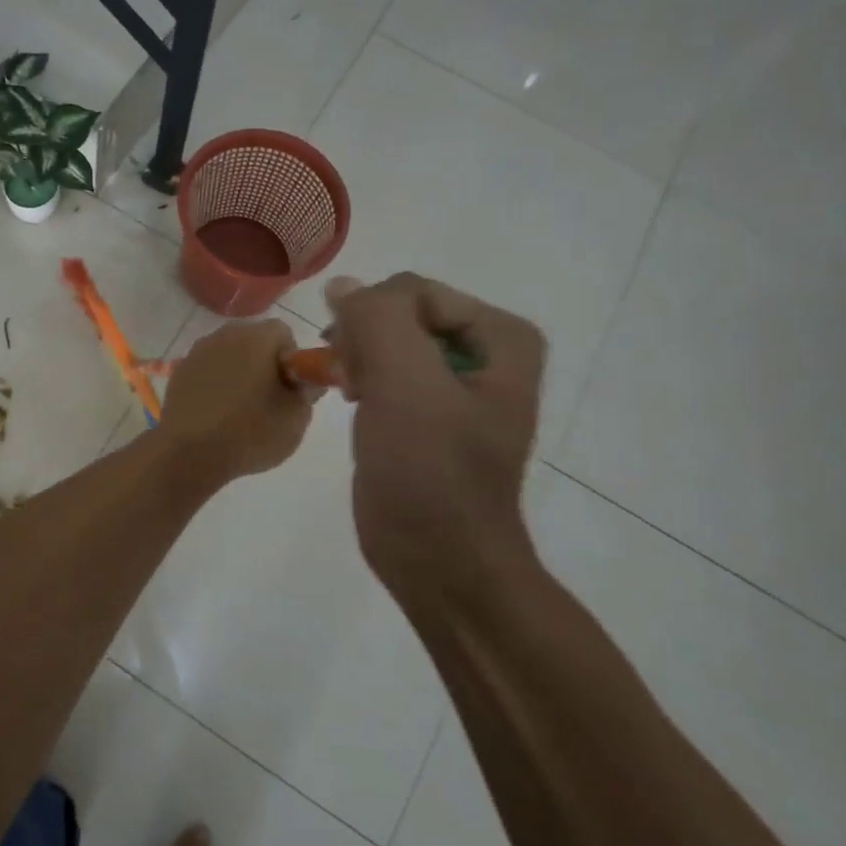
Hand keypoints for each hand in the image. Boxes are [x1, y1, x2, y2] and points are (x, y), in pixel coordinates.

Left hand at [157, 319, 317, 487]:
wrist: (190, 454)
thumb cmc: (250, 433)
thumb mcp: (295, 418)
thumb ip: (307, 392)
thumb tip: (305, 380)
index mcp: (256, 338)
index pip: (283, 333)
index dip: (292, 359)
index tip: (289, 388)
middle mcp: (224, 335)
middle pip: (254, 339)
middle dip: (265, 362)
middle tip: (268, 398)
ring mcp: (198, 352)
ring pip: (229, 354)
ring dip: (239, 371)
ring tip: (240, 408)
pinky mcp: (180, 371)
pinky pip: (208, 369)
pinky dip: (215, 382)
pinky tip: (216, 412)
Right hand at [325, 273, 544, 607]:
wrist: (439, 560)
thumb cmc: (430, 470)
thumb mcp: (405, 381)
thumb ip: (375, 317)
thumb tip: (342, 284)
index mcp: (502, 336)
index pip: (413, 292)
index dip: (373, 321)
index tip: (350, 363)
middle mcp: (486, 353)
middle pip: (400, 313)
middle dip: (364, 340)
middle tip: (347, 380)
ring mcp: (457, 385)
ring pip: (387, 341)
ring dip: (357, 359)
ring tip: (346, 393)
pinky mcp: (428, 414)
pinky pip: (385, 371)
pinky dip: (361, 380)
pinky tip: (352, 403)